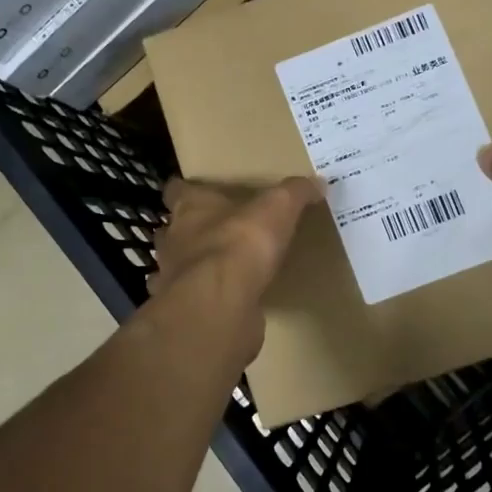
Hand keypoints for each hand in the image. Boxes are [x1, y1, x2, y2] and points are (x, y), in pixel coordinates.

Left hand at [149, 177, 323, 360]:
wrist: (220, 302)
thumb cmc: (240, 242)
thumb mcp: (278, 208)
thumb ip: (295, 193)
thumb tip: (318, 182)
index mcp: (190, 208)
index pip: (177, 190)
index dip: (187, 191)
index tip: (202, 193)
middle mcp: (174, 239)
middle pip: (174, 229)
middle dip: (191, 231)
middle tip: (217, 232)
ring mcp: (173, 277)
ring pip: (177, 265)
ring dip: (194, 266)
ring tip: (221, 268)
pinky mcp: (185, 309)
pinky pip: (192, 299)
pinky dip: (204, 298)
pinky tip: (224, 300)